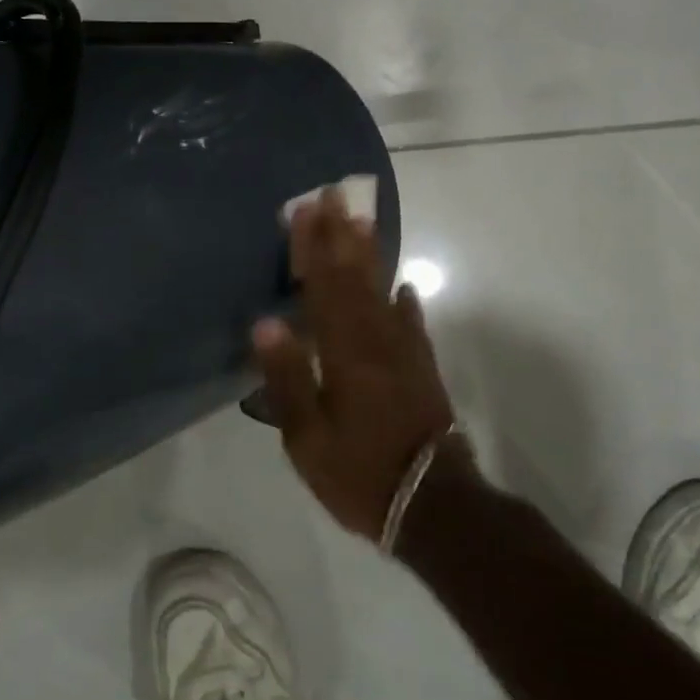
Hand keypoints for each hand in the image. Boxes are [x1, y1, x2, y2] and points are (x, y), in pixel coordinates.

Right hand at [251, 188, 459, 539]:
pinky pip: (411, 324)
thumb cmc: (360, 472)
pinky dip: (405, 302)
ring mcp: (404, 353)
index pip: (323, 287)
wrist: (433, 504)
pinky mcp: (421, 369)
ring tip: (362, 221)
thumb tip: (266, 322)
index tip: (305, 210)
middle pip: (355, 278)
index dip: (313, 248)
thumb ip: (286, 378)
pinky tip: (404, 286)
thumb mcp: (307, 437)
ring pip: (383, 291)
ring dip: (371, 254)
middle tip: (334, 194)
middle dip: (341, 235)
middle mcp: (376, 341)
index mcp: (344, 353)